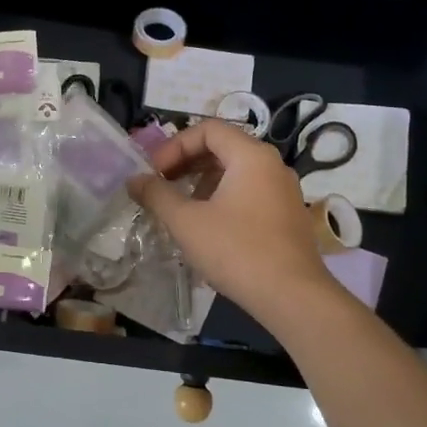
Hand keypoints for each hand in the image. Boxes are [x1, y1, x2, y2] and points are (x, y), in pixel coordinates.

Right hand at [127, 119, 342, 331]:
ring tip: (181, 208)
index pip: (208, 129)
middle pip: (223, 147)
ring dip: (203, 182)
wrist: (292, 297)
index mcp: (251, 156)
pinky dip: (223, 197)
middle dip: (187, 162)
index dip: (175, 145)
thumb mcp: (186, 222)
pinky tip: (208, 227)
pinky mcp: (288, 216)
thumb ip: (157, 195)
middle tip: (162, 185)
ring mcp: (284, 191)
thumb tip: (134, 180)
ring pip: (236, 172)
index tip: (155, 172)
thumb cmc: (236, 251)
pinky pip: (250, 192)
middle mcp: (272, 165)